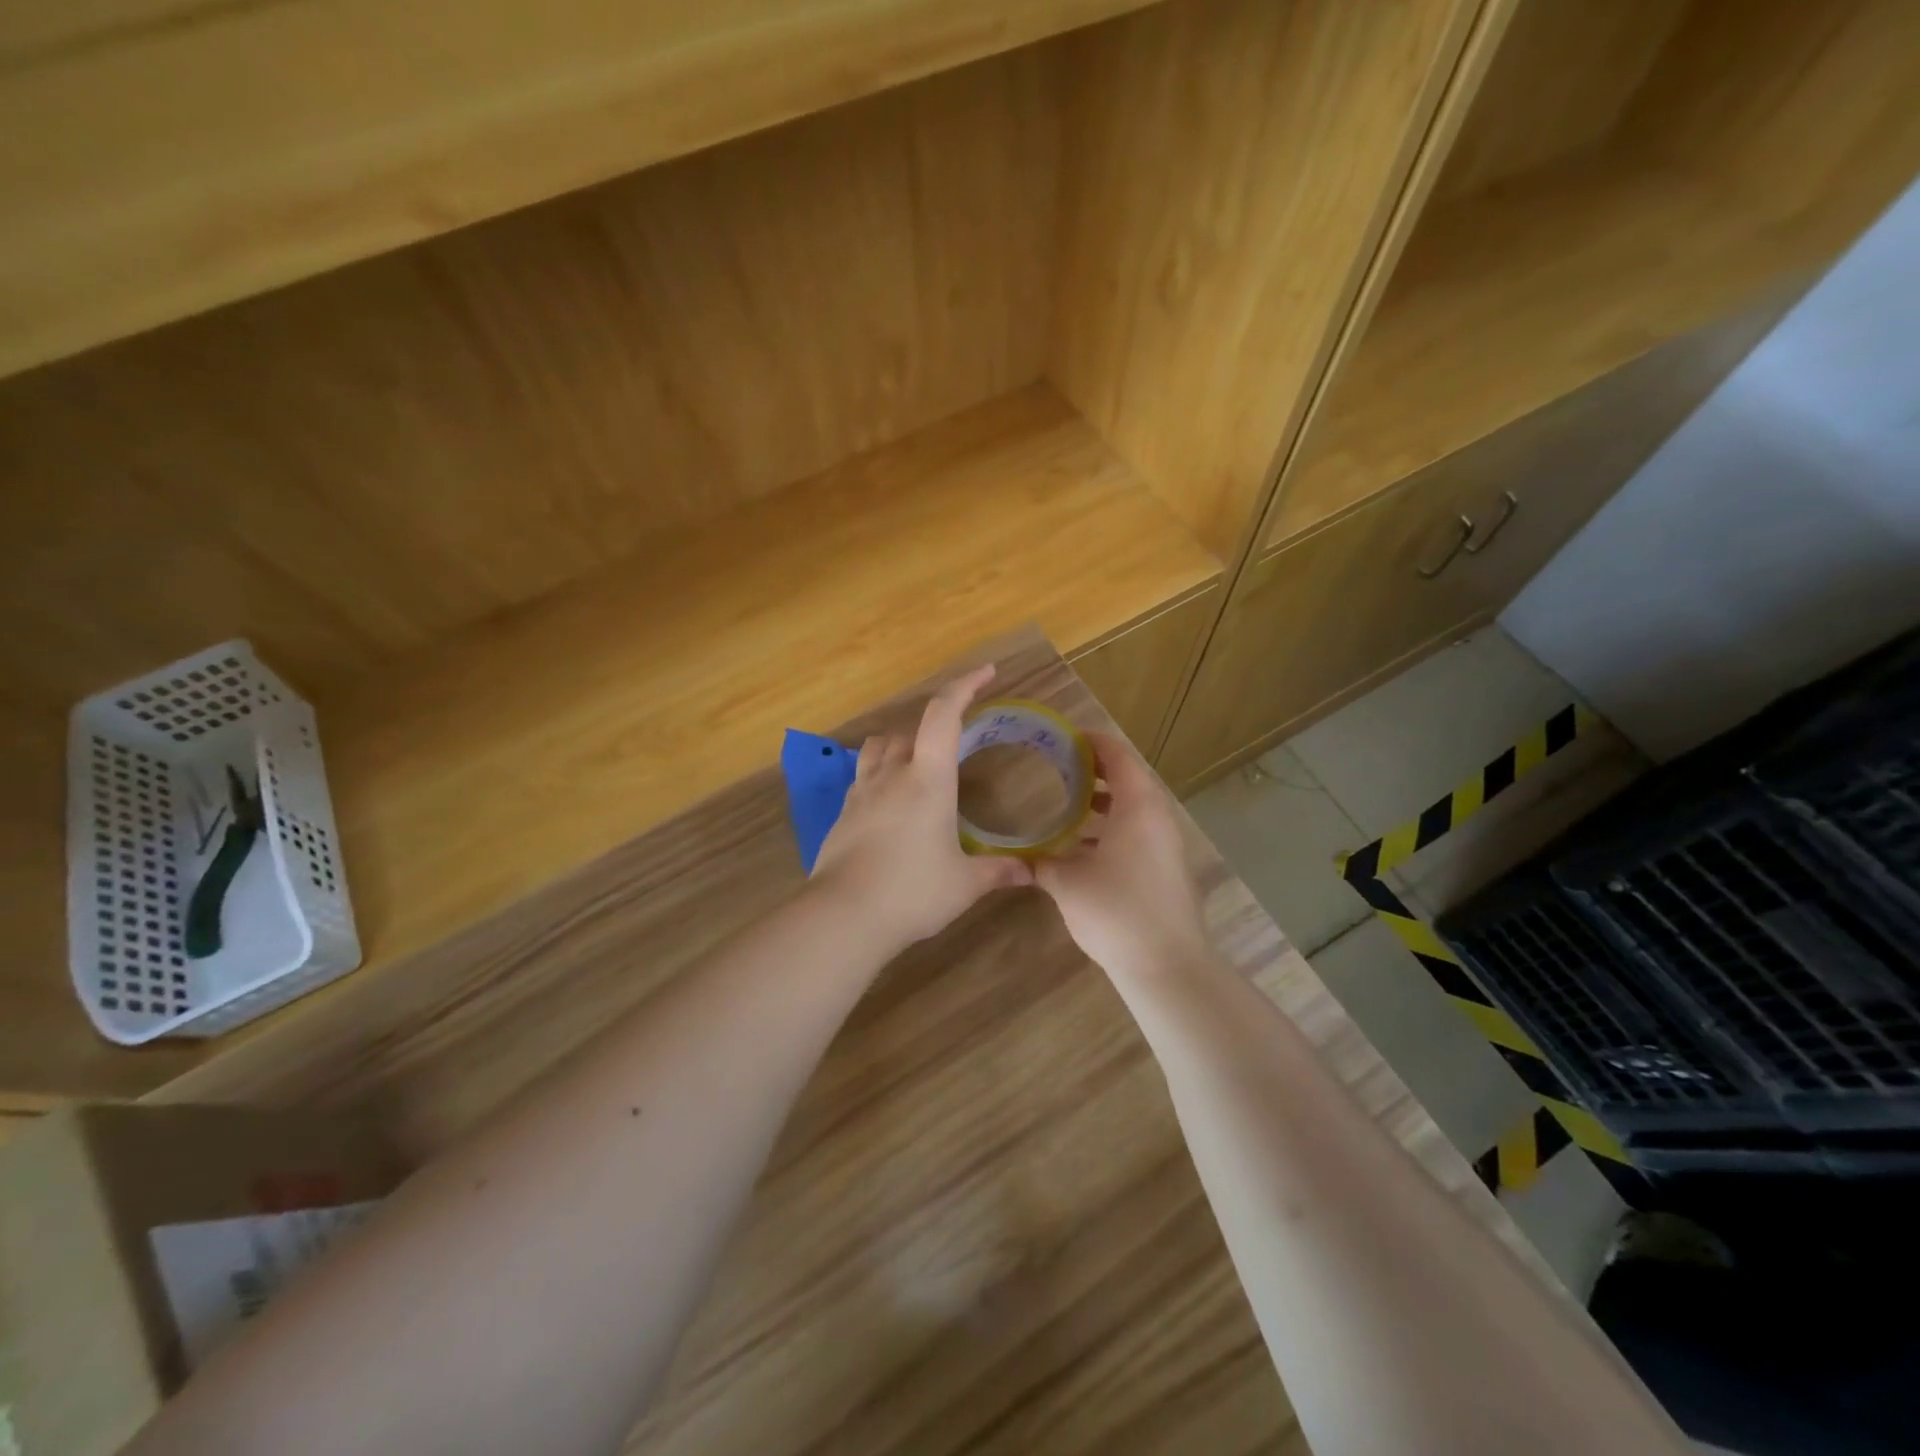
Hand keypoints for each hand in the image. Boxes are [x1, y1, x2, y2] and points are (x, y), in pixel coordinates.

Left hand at [811, 665, 1032, 946]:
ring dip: (899, 747)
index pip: (944, 715)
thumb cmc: (913, 892)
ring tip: (917, 769)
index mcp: (928, 779)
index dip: (964, 686)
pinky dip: (879, 778)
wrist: (844, 916)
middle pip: (908, 731)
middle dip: (933, 729)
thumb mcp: (965, 884)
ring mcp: (861, 794)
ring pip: (878, 750)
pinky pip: (862, 779)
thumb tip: (1031, 871)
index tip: (985, 673)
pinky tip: (890, 807)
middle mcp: (892, 775)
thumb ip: (999, 871)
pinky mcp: (843, 816)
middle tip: (955, 747)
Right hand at [1034, 732, 1210, 984]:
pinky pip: (1139, 834)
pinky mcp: (1166, 871)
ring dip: (1106, 801)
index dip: (1093, 742)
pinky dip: (1113, 829)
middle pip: (1130, 780)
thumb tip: (1021, 859)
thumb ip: (1041, 864)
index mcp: (1138, 807)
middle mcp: (1157, 819)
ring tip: (1071, 802)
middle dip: (1097, 770)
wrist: (1166, 965)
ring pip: (1135, 810)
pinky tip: (1084, 848)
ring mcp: (1167, 847)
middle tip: (1063, 766)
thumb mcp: (1067, 883)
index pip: (1118, 757)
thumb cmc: (1115, 910)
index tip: (1066, 738)